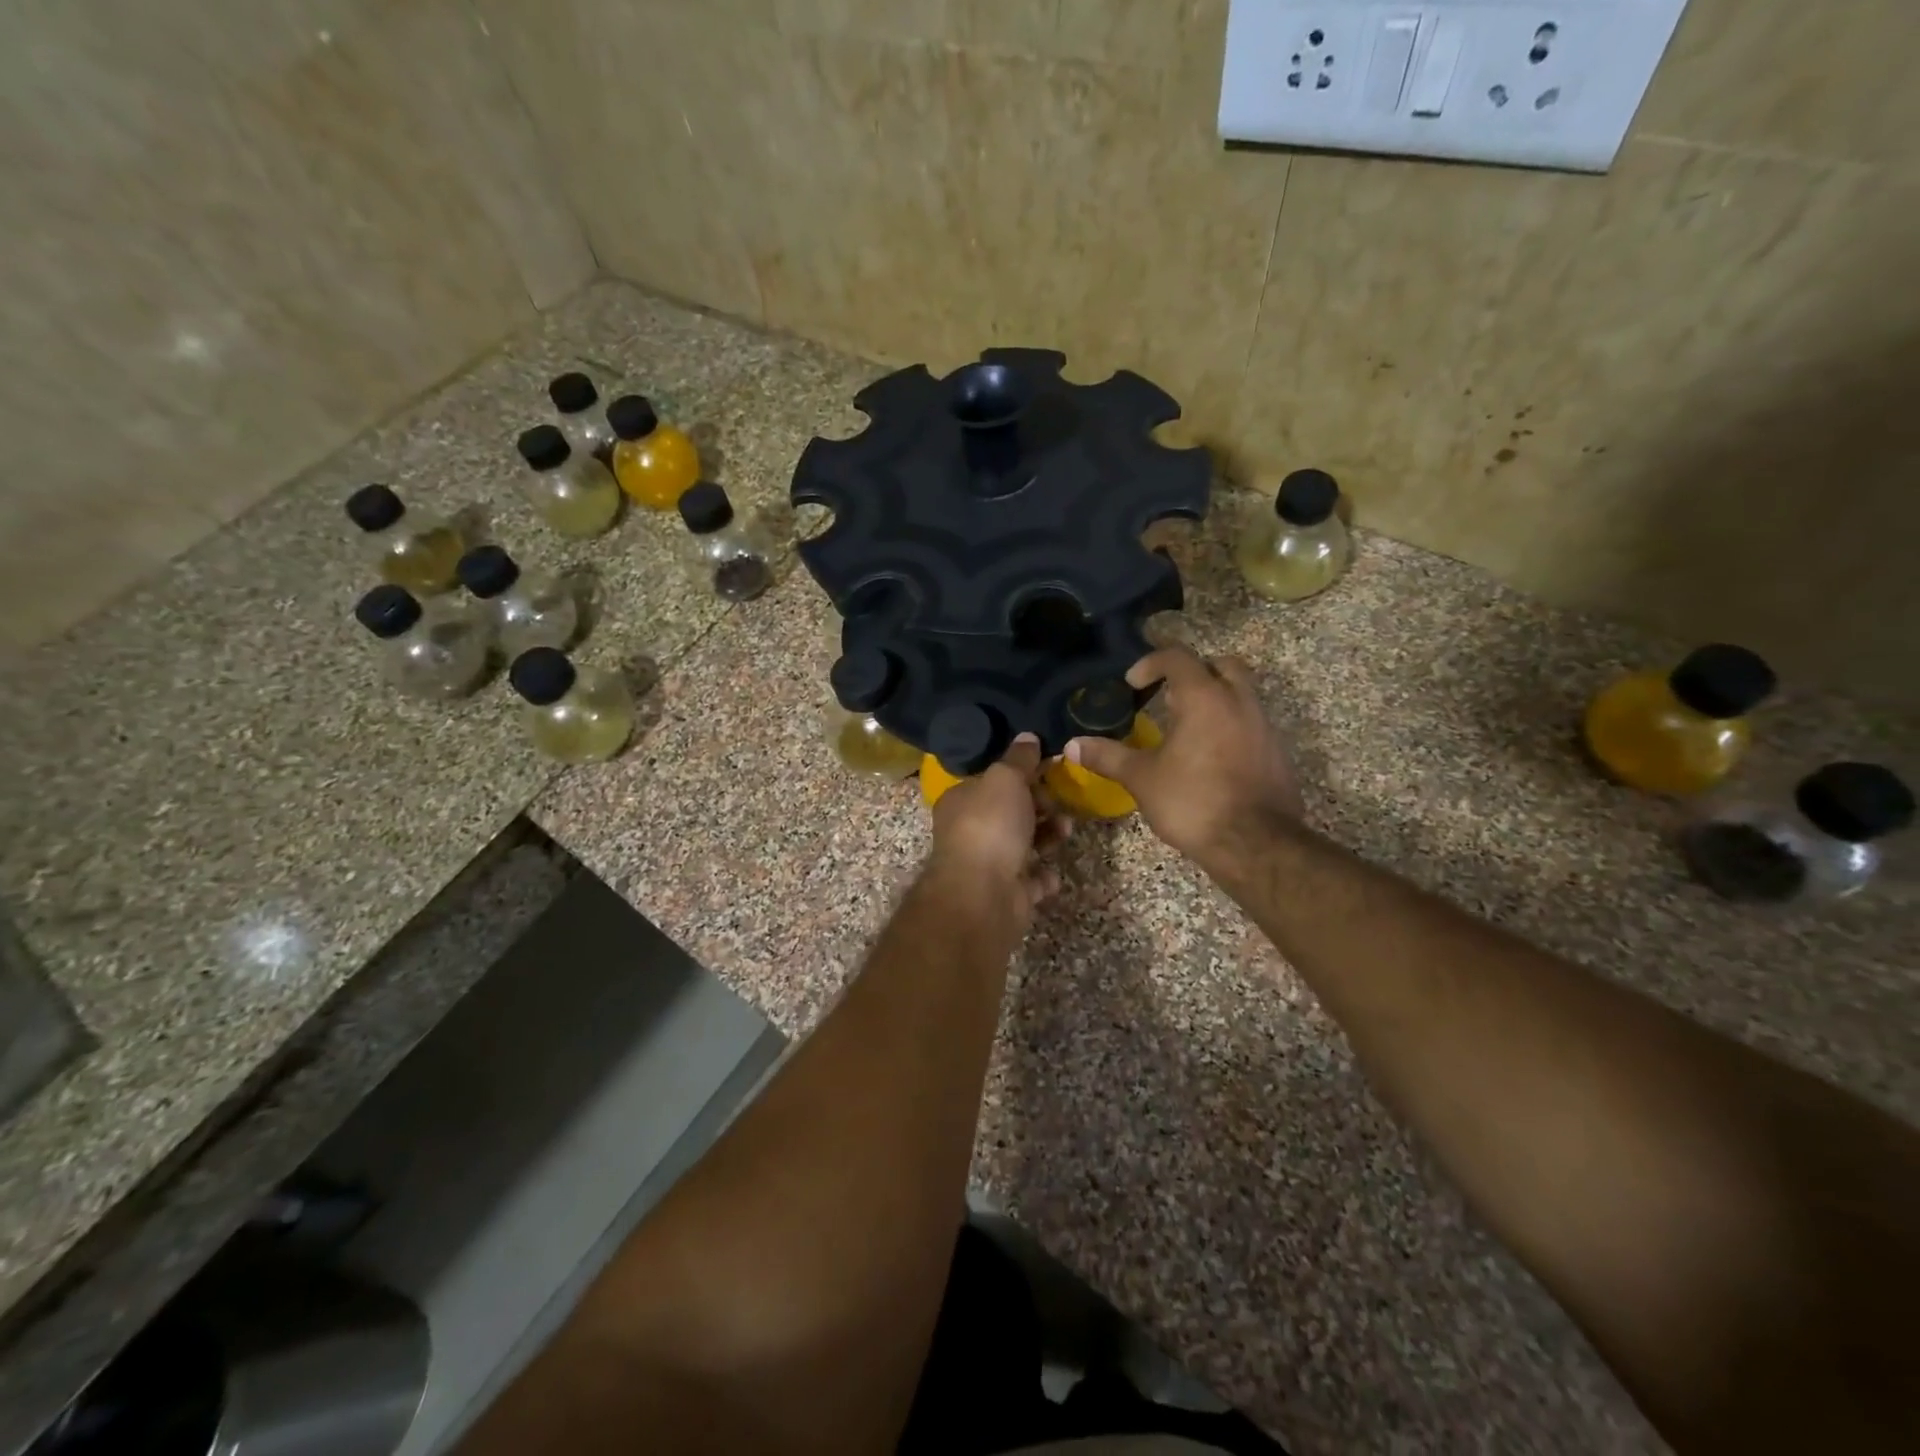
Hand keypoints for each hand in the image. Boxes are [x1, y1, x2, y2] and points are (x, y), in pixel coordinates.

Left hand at [928, 734, 1069, 927]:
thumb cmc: (991, 826)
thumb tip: (1028, 737)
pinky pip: (1030, 880)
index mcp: (961, 800)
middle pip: (1011, 812)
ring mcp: (986, 865)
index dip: (1022, 775)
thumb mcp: (1005, 778)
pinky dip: (1043, 876)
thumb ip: (1019, 759)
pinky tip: (1053, 873)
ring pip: (1024, 844)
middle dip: (1041, 807)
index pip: (993, 781)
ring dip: (1048, 836)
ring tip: (1065, 833)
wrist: (983, 894)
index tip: (1049, 772)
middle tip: (1060, 806)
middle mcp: (969, 831)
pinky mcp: (1005, 894)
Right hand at [1066, 647, 1301, 868]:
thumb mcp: (1142, 778)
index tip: (1132, 684)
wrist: (1256, 844)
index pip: (1178, 657)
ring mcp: (1264, 726)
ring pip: (1241, 694)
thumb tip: (1071, 746)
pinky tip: (1210, 757)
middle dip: (1194, 672)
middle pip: (1221, 665)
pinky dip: (1230, 727)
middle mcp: (1239, 701)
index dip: (1151, 663)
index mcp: (1205, 698)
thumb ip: (1107, 756)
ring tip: (1186, 728)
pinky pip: (1252, 724)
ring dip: (1215, 699)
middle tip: (1169, 694)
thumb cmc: (1193, 801)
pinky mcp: (1277, 752)